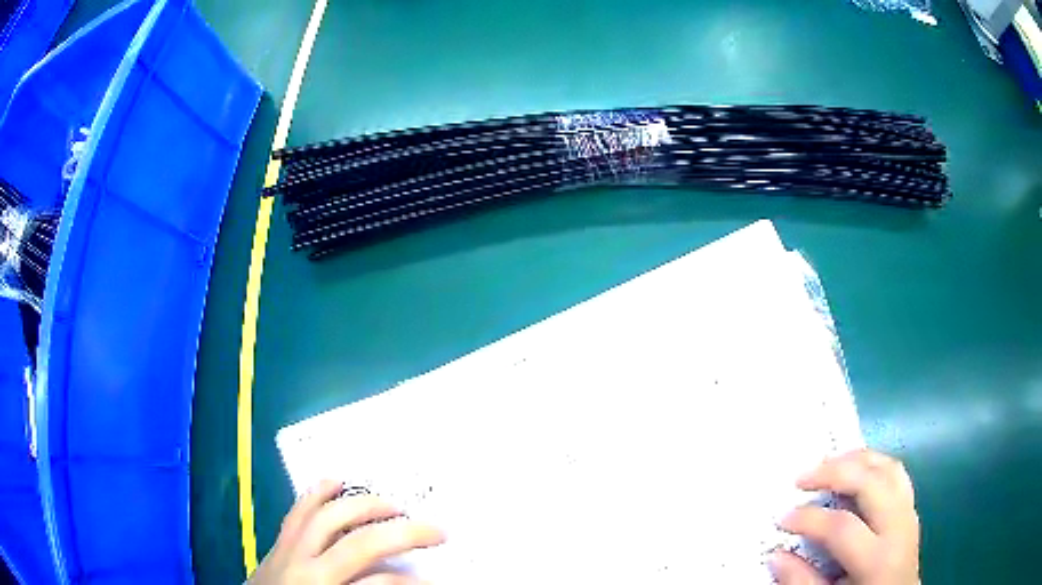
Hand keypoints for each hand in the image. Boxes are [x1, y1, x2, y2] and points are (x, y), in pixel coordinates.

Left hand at [248, 480, 445, 584]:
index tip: (437, 579)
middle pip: (360, 544)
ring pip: (328, 517)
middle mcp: (308, 569)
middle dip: (404, 534)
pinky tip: (334, 480)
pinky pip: (297, 511)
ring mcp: (288, 551)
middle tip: (436, 531)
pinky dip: (317, 493)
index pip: (380, 583)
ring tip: (393, 505)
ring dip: (365, 507)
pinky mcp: (278, 542)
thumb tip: (401, 581)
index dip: (414, 581)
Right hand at [772, 450, 919, 584]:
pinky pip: (898, 475)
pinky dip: (875, 465)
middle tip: (802, 478)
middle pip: (872, 482)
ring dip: (858, 460)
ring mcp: (910, 514)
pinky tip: (856, 471)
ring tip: (829, 463)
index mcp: (878, 559)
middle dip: (835, 472)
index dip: (810, 520)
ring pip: (890, 469)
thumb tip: (777, 554)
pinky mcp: (912, 510)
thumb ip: (803, 582)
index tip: (783, 519)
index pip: (843, 527)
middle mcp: (899, 528)